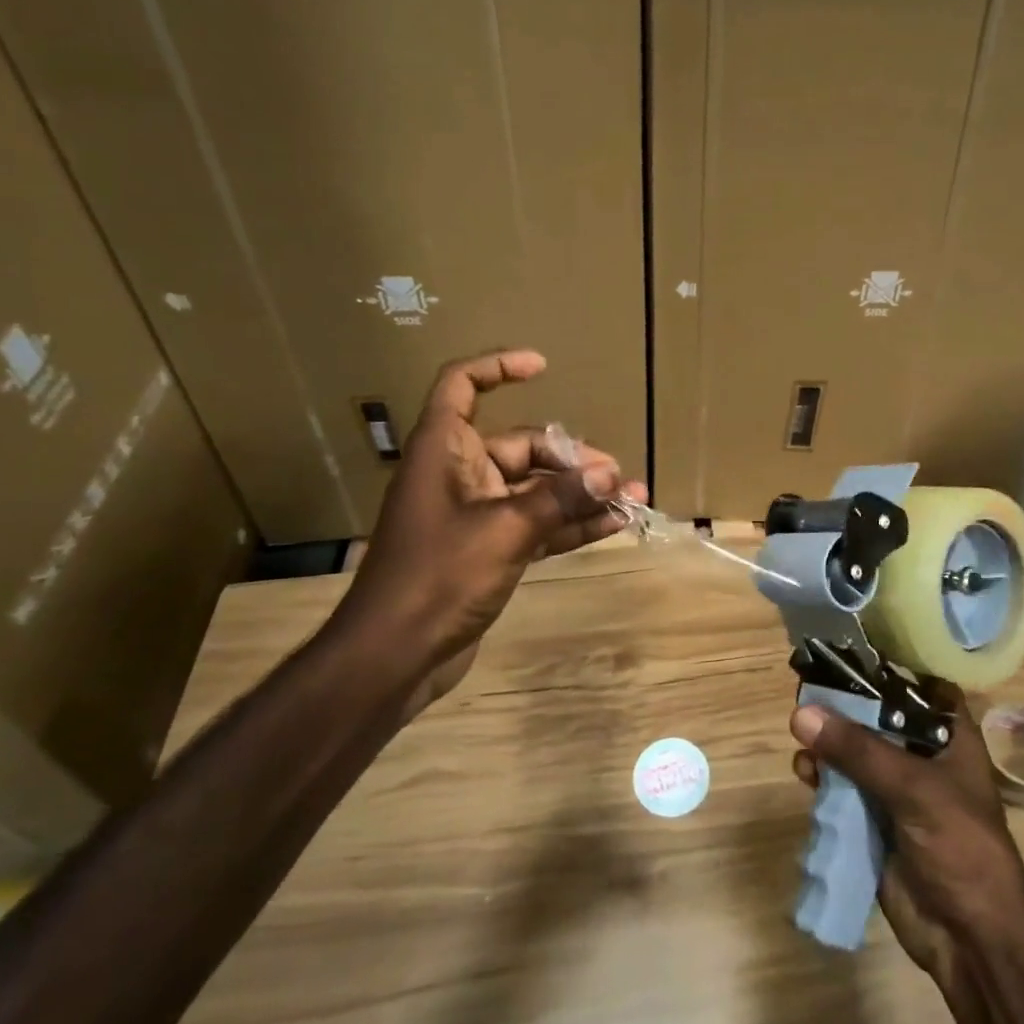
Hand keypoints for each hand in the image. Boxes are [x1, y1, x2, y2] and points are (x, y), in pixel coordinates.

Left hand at [343, 350, 647, 704]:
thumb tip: (611, 474)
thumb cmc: (438, 576)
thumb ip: (560, 499)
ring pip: (535, 489)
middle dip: (570, 458)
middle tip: (614, 475)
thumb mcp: (506, 530)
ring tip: (631, 499)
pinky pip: (536, 524)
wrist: (393, 658)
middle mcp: (459, 474)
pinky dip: (569, 524)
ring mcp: (475, 514)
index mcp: (444, 451)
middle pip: (520, 446)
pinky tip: (611, 526)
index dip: (497, 367)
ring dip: (579, 494)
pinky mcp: (488, 550)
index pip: (461, 386)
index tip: (542, 366)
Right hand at [791, 686, 1023, 982]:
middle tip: (806, 689)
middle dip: (843, 706)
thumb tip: (801, 713)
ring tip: (800, 737)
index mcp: (950, 737)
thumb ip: (857, 750)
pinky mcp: (876, 822)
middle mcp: (923, 756)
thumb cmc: (960, 846)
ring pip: (855, 753)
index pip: (919, 685)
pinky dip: (823, 778)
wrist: (970, 939)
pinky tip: (804, 772)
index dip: (888, 666)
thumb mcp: (913, 787)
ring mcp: (898, 790)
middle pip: (878, 717)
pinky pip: (844, 789)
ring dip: (828, 743)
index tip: (847, 650)